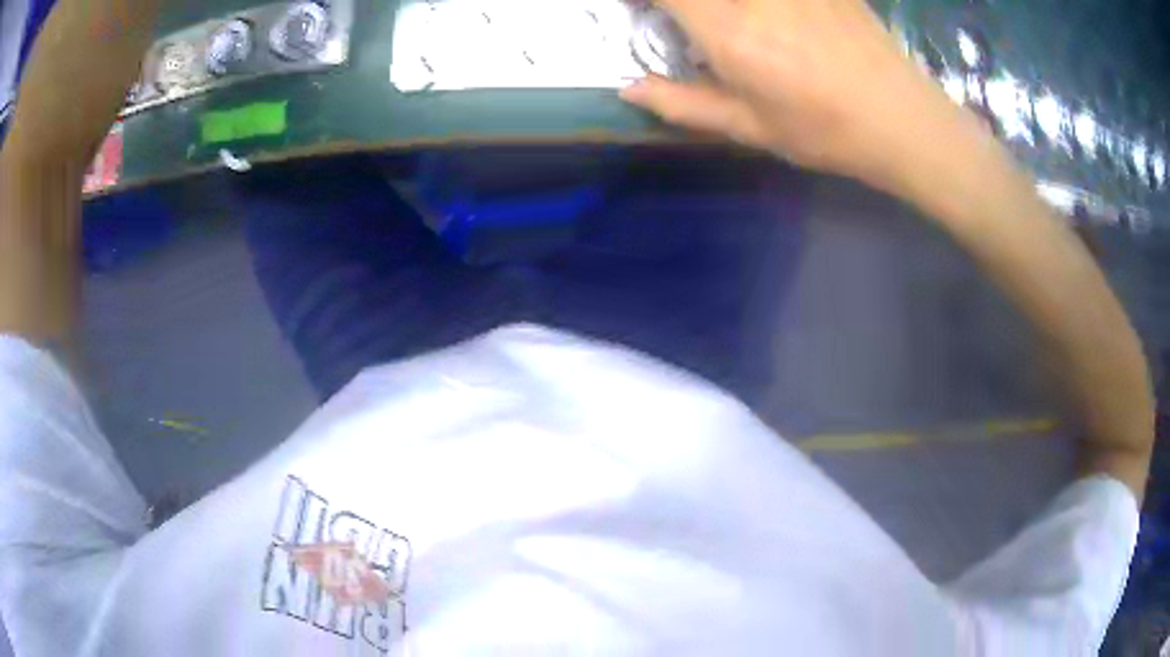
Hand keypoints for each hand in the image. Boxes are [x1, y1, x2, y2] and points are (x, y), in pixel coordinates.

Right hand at [621, 0, 964, 191]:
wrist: (902, 119)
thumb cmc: (824, 131)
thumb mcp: (750, 128)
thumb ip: (682, 104)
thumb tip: (628, 89)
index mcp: (727, 28)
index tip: (641, 9)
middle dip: (684, 2)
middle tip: (686, 17)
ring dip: (717, 4)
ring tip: (729, 25)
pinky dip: (759, 5)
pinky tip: (768, 18)